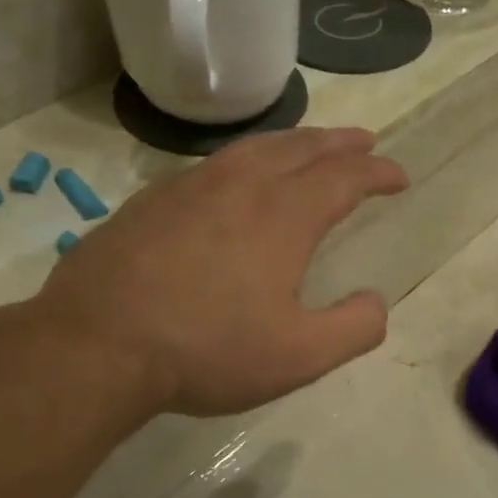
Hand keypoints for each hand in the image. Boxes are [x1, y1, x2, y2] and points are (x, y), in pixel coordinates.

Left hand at [37, 126, 407, 417]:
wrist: (98, 346)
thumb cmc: (208, 351)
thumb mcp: (299, 356)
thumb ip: (353, 328)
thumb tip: (376, 303)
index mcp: (283, 216)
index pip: (344, 178)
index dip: (377, 174)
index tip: (399, 176)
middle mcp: (239, 186)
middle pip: (300, 148)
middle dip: (338, 143)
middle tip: (363, 141)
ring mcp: (188, 189)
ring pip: (252, 149)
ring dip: (291, 143)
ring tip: (308, 148)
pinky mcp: (150, 203)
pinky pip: (211, 166)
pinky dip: (243, 161)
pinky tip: (235, 181)